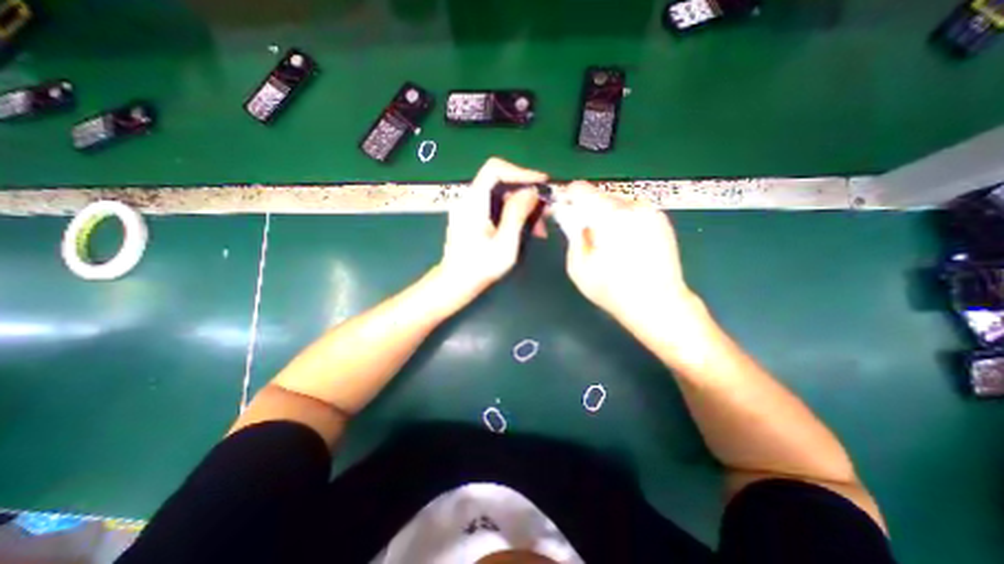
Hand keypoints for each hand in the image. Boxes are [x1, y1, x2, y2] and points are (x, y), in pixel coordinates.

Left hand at [441, 155, 547, 301]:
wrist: (455, 284)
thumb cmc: (480, 268)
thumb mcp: (505, 243)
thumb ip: (517, 214)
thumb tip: (532, 191)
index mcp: (473, 202)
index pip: (495, 169)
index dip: (520, 172)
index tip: (542, 183)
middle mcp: (469, 199)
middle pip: (501, 184)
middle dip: (526, 195)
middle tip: (546, 211)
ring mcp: (470, 209)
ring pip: (501, 197)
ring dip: (523, 208)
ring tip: (539, 229)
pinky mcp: (473, 218)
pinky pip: (496, 208)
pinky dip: (513, 215)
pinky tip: (526, 232)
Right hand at [548, 183, 700, 327]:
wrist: (658, 303)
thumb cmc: (612, 290)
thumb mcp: (578, 266)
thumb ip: (572, 234)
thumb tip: (568, 215)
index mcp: (609, 215)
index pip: (581, 189)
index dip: (568, 197)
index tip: (564, 210)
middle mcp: (631, 206)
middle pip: (599, 195)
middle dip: (588, 210)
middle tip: (585, 233)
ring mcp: (650, 211)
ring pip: (616, 203)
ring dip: (605, 216)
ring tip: (607, 243)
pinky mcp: (662, 220)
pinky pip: (633, 211)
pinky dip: (622, 221)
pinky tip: (625, 244)